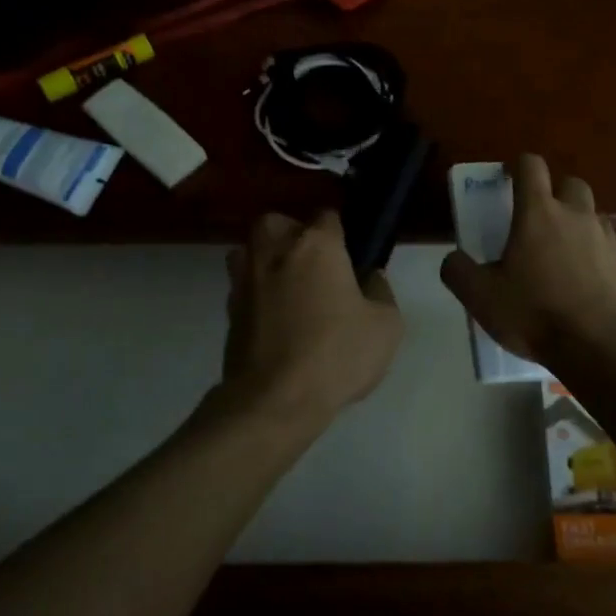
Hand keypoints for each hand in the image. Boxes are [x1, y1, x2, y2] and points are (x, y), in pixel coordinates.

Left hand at [216, 210, 403, 427]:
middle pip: (279, 223)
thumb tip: (370, 278)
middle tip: (315, 265)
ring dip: (267, 259)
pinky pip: (244, 286)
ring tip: (288, 286)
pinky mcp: (229, 309)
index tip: (351, 254)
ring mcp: (246, 278)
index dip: (341, 232)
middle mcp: (275, 250)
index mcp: (316, 245)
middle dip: (294, 235)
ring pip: (251, 250)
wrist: (275, 400)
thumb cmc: (336, 354)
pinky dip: (257, 293)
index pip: (328, 216)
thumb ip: (381, 291)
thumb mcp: (386, 325)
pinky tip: (275, 318)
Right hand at [441, 155, 615, 363]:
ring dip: (577, 222)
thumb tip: (453, 259)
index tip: (509, 178)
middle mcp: (576, 215)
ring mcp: (606, 238)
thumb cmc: (535, 313)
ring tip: (561, 251)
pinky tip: (583, 280)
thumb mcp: (481, 297)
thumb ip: (458, 272)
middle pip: (570, 183)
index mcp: (539, 213)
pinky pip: (607, 246)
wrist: (599, 346)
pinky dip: (594, 253)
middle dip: (555, 192)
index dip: (519, 166)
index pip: (532, 166)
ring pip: (592, 214)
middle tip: (538, 218)